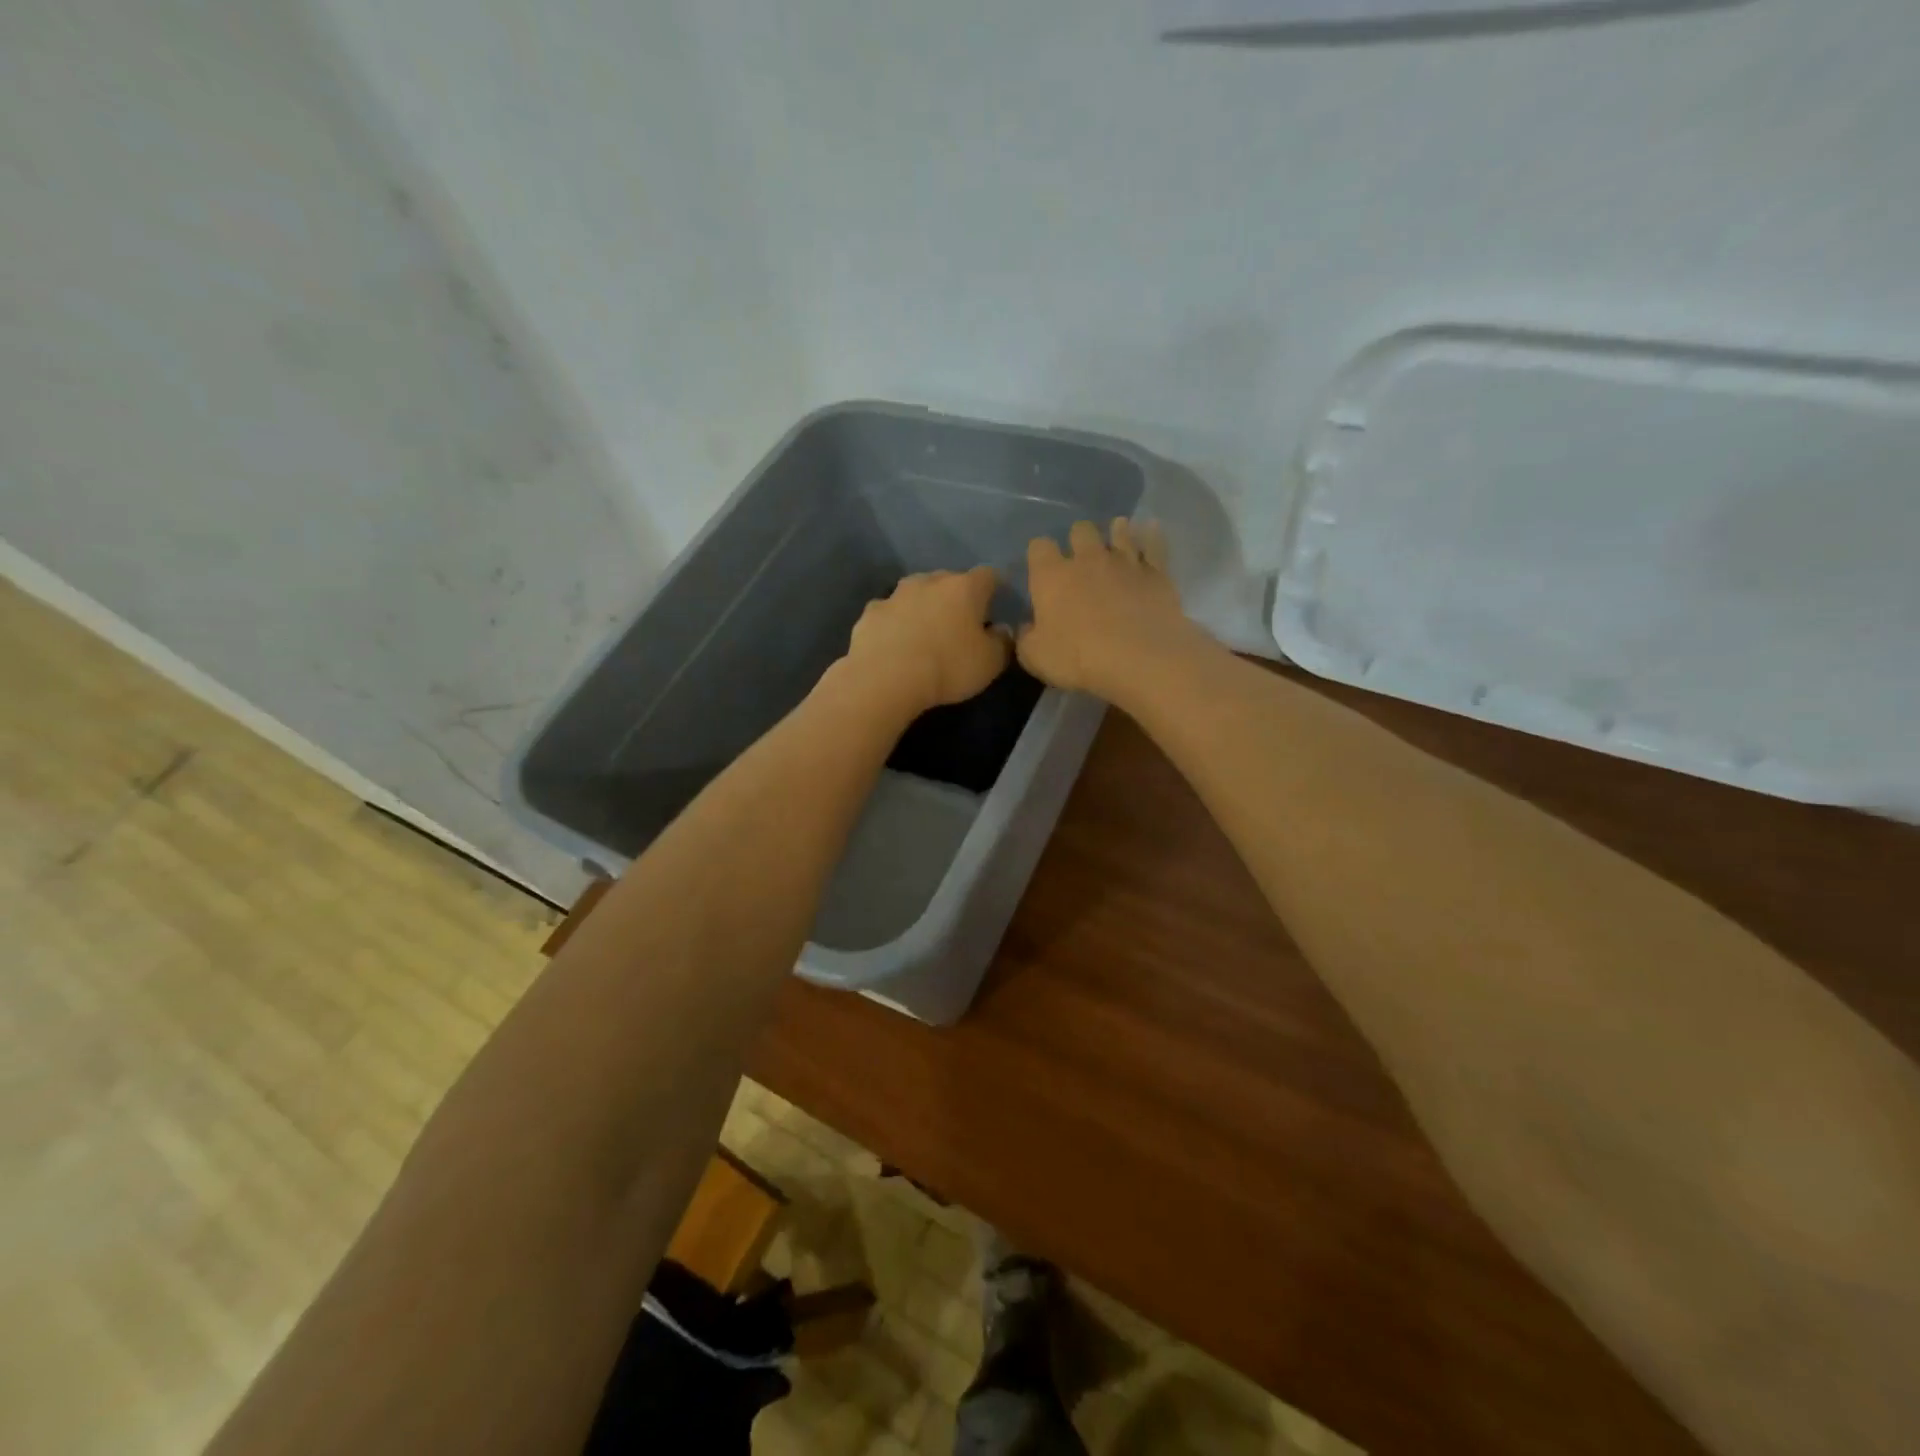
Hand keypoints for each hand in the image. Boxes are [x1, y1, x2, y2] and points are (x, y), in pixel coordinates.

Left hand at [843, 566, 1009, 715]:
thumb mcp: (990, 663)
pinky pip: (889, 613)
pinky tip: (895, 643)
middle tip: (960, 623)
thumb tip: (1001, 631)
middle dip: (956, 597)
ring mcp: (896, 594)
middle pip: (949, 580)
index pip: (988, 576)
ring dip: (923, 606)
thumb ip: (1002, 642)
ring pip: (916, 593)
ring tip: (925, 632)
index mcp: (964, 588)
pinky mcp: (871, 612)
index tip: (996, 605)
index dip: (995, 588)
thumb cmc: (948, 667)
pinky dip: (895, 623)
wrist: (885, 678)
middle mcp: (930, 581)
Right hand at [1017, 519, 1207, 700]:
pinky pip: (1154, 544)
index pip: (1039, 547)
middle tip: (1081, 556)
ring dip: (1115, 532)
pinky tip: (1151, 529)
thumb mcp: (1035, 657)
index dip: (1039, 554)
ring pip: (1119, 532)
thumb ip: (1026, 638)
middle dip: (1078, 539)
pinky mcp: (1156, 573)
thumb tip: (1026, 627)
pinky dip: (1151, 536)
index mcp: (1052, 577)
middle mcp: (1087, 559)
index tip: (1041, 567)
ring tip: (1116, 535)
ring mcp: (1125, 562)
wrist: (1140, 659)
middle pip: (1080, 530)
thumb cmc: (1078, 659)